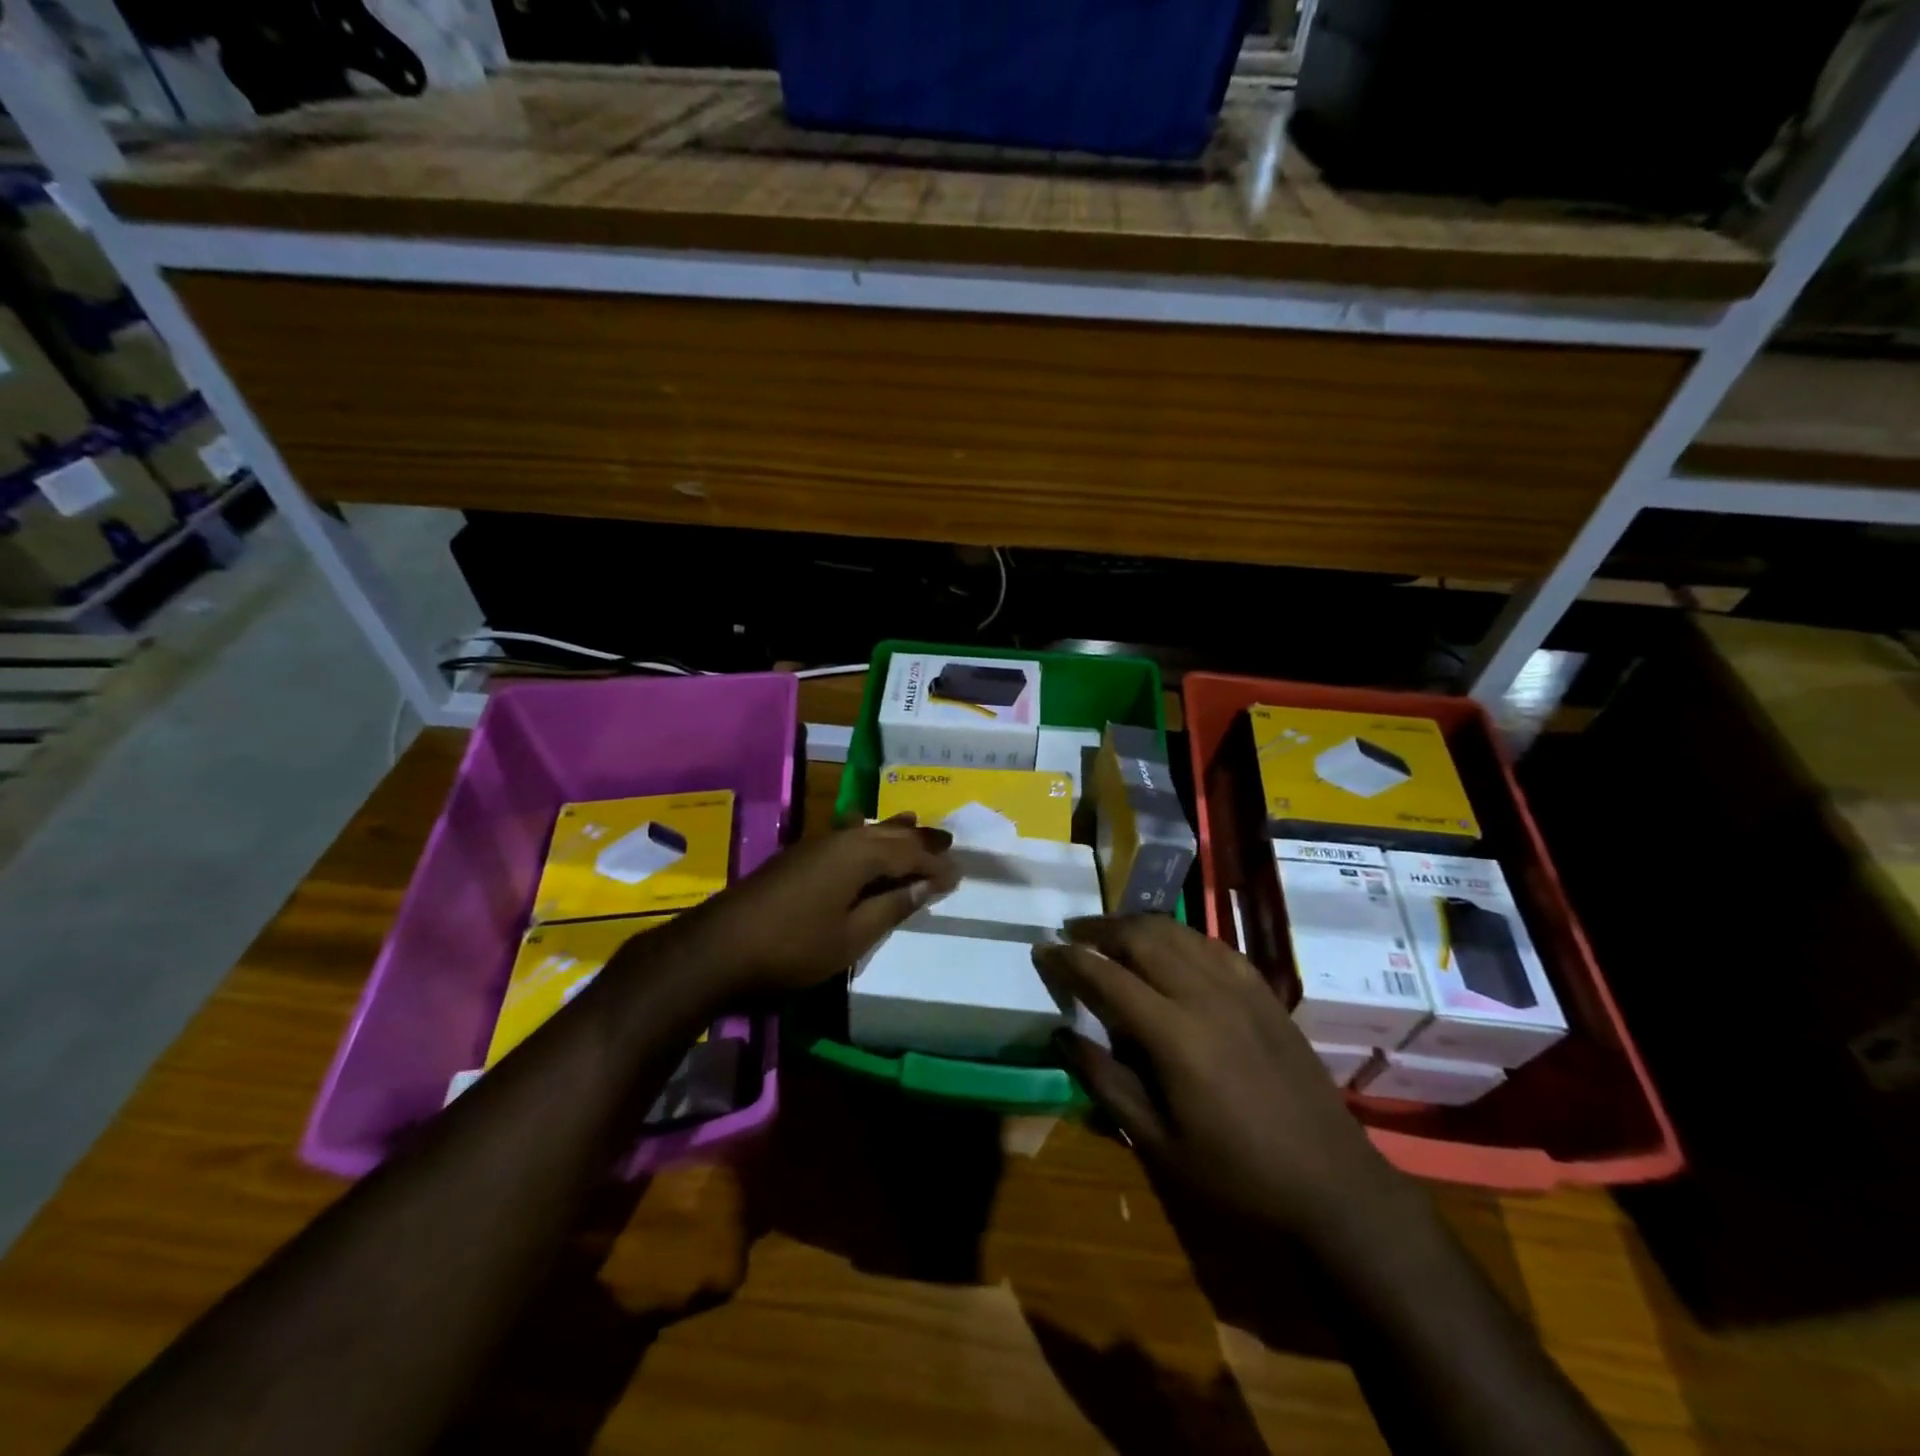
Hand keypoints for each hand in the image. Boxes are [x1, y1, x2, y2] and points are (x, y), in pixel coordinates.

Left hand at [671, 815, 959, 996]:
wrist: (719, 948)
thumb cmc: (793, 947)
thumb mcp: (852, 936)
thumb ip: (891, 907)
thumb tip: (926, 885)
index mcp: (859, 855)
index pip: (909, 854)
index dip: (935, 865)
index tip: (958, 876)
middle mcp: (840, 839)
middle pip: (888, 835)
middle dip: (918, 840)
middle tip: (947, 841)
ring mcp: (815, 844)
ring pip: (865, 831)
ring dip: (892, 832)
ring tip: (914, 824)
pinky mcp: (798, 856)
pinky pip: (845, 836)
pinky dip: (865, 836)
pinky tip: (861, 830)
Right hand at [1035, 916, 1398, 1239]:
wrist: (1330, 1180)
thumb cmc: (1235, 1171)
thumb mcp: (1157, 1141)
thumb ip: (1104, 1082)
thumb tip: (1062, 1034)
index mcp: (1173, 1034)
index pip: (1106, 976)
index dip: (1069, 959)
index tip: (1043, 950)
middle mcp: (1204, 994)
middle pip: (1141, 937)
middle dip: (1099, 928)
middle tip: (1072, 933)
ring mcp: (1239, 987)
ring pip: (1177, 931)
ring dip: (1136, 924)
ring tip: (1111, 932)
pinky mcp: (1263, 990)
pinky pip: (1211, 944)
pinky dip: (1178, 935)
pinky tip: (1168, 947)